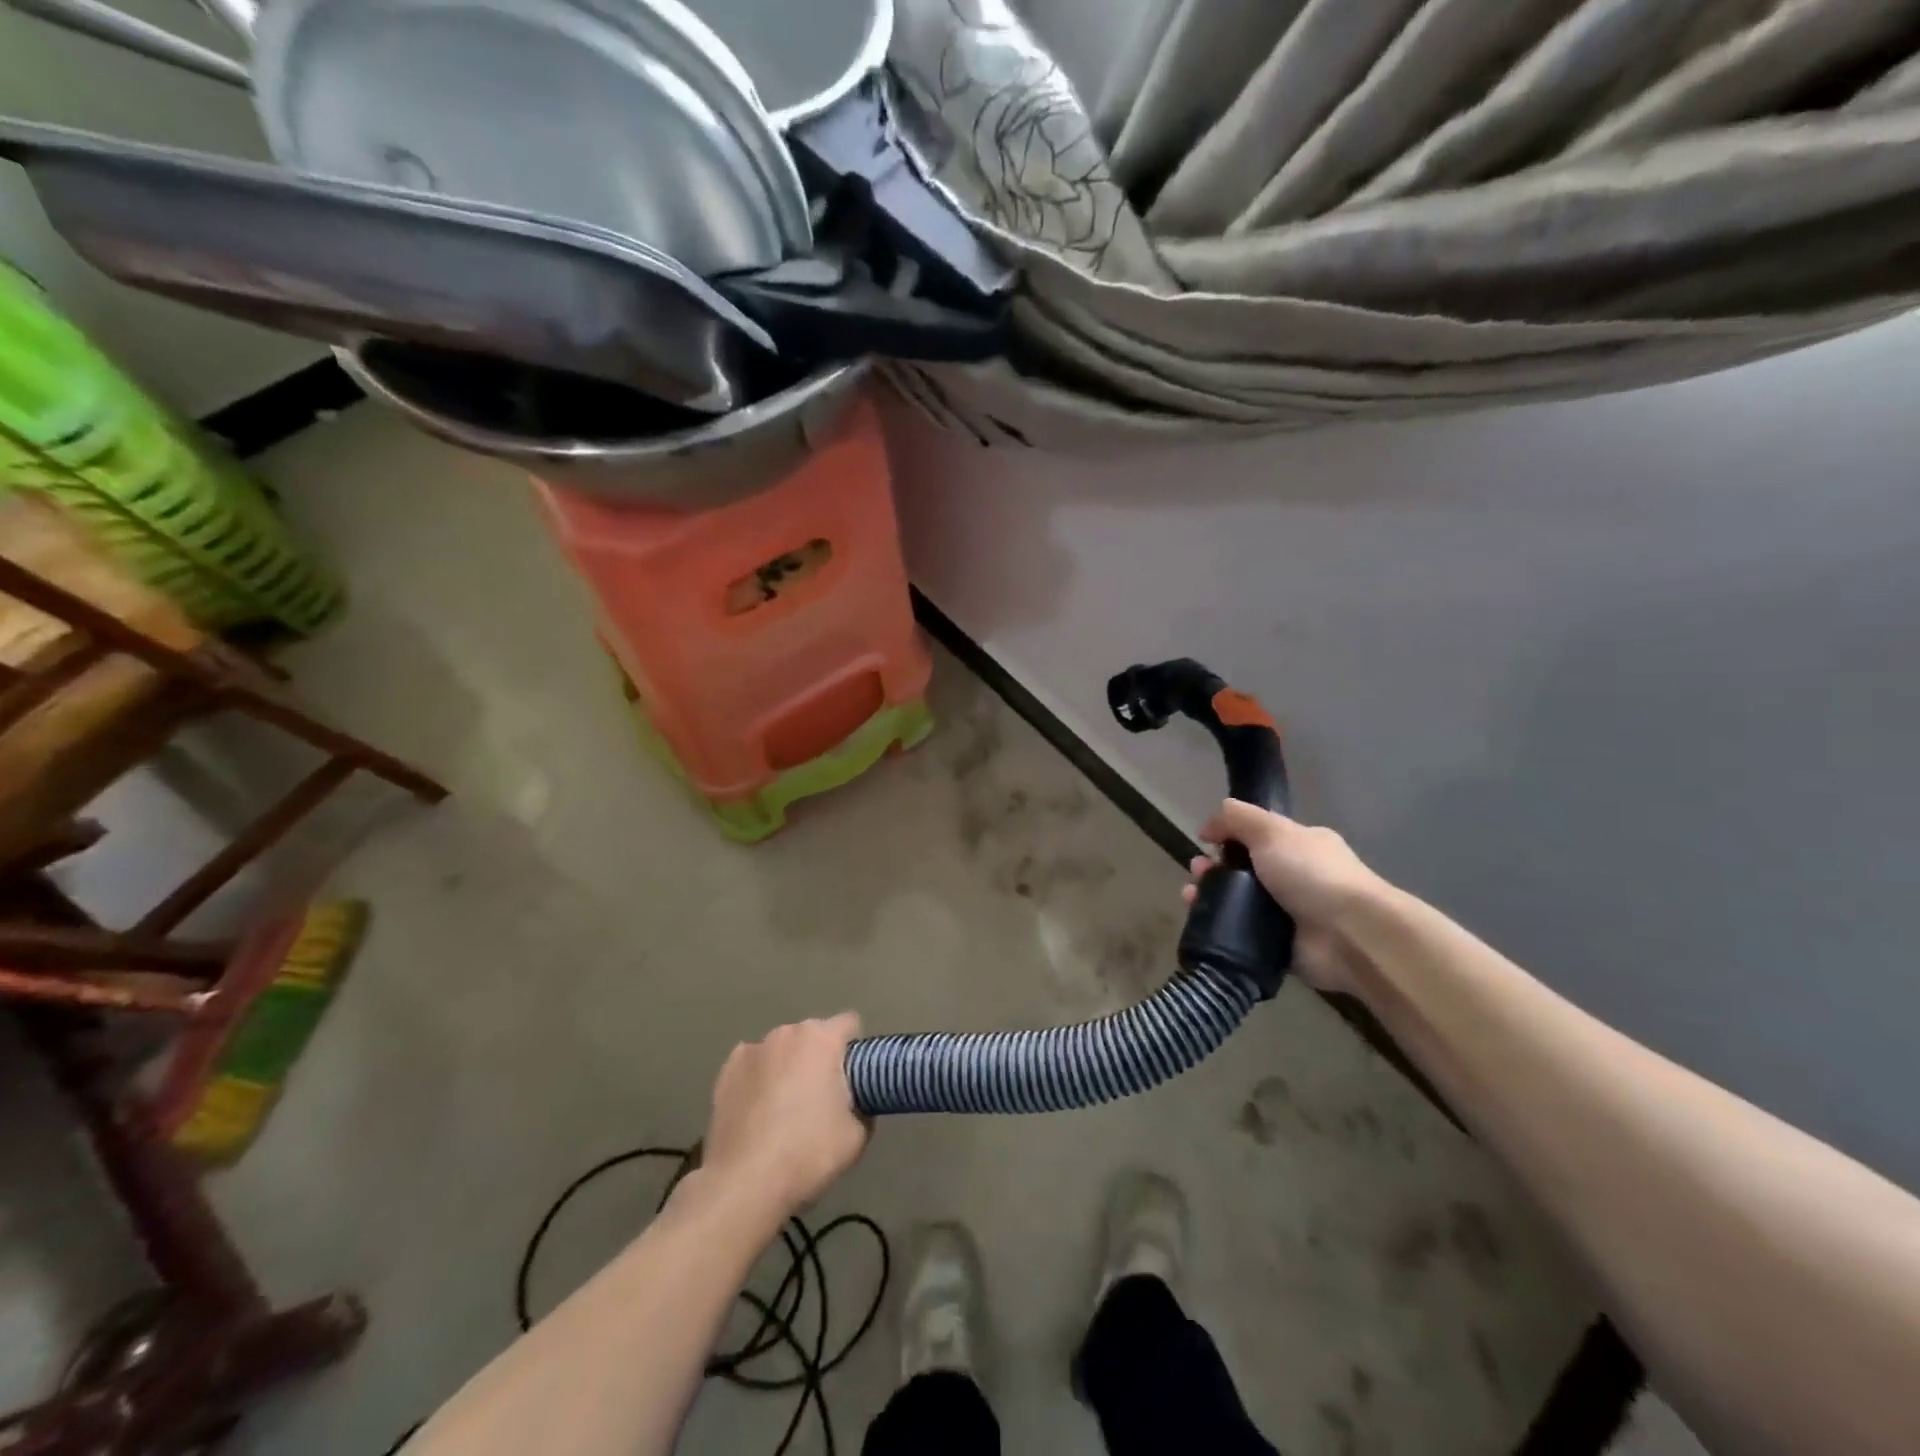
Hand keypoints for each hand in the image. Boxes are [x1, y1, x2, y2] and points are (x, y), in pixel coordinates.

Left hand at [701, 1014, 869, 1219]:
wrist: (744, 1184)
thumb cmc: (808, 1153)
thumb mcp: (857, 1136)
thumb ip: (863, 1107)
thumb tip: (855, 1103)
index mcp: (822, 1039)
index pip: (849, 1024)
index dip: (855, 1049)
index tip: (854, 1079)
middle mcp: (786, 1033)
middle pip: (813, 1037)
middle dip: (820, 1059)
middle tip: (821, 1100)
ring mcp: (751, 1050)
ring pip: (782, 1051)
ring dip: (788, 1068)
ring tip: (784, 1110)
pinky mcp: (725, 1072)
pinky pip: (753, 1066)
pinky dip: (759, 1080)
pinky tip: (757, 1112)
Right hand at [1182, 800, 1384, 993]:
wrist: (1351, 935)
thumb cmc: (1312, 874)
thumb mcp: (1272, 830)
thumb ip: (1237, 819)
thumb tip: (1207, 827)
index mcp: (1300, 846)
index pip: (1257, 836)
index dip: (1228, 837)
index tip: (1205, 843)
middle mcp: (1295, 878)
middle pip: (1242, 870)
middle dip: (1213, 868)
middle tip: (1197, 873)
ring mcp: (1288, 915)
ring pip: (1238, 903)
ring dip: (1210, 898)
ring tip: (1192, 898)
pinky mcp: (1279, 947)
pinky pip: (1242, 935)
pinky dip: (1221, 929)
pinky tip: (1203, 924)